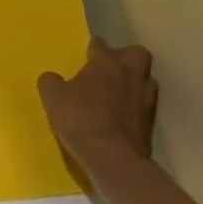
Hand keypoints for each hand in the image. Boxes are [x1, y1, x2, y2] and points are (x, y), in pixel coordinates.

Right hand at [39, 37, 158, 170]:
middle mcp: (130, 75)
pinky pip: (144, 106)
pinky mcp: (151, 123)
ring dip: (134, 83)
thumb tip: (51, 78)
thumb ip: (51, 82)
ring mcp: (145, 99)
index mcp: (106, 63)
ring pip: (146, 80)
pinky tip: (122, 117)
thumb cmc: (81, 119)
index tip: (87, 52)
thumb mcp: (53, 98)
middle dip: (125, 57)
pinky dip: (135, 107)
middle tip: (110, 68)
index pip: (101, 44)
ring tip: (117, 93)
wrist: (113, 159)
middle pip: (137, 53)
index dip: (93, 47)